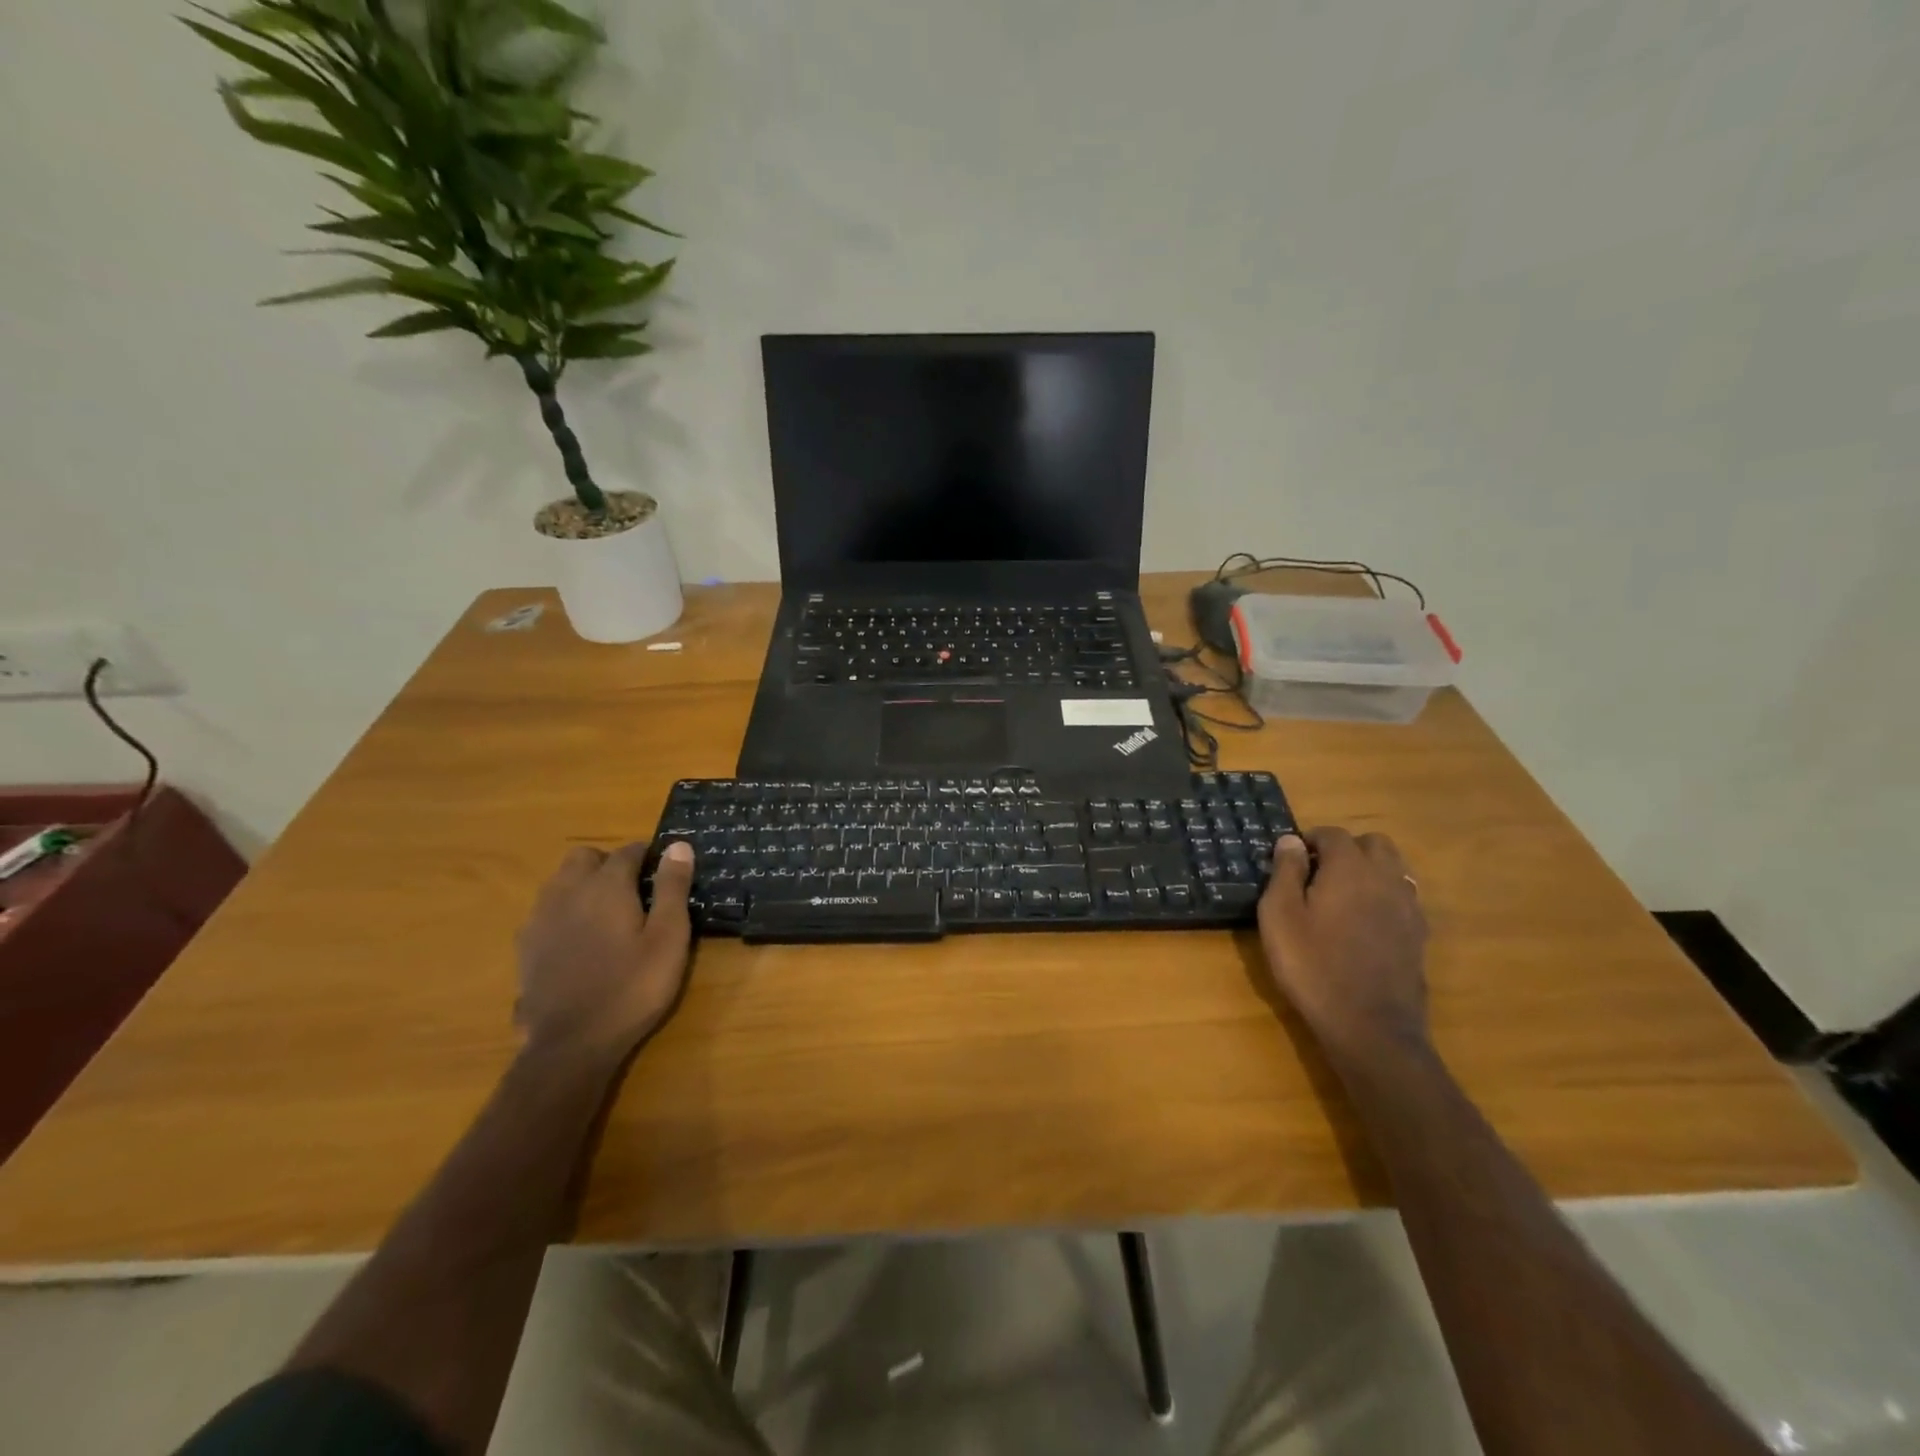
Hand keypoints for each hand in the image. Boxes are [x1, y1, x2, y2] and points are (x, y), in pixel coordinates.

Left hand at [514, 841, 695, 1065]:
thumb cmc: (632, 987)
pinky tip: (579, 939)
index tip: (664, 871)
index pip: (628, 851)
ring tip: (606, 913)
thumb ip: (672, 888)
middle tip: (633, 891)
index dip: (649, 856)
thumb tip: (678, 845)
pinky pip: (546, 910)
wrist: (572, 1043)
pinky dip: (564, 911)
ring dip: (583, 884)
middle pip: (585, 857)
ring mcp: (541, 918)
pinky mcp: (526, 945)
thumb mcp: (668, 938)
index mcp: (606, 886)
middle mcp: (568, 891)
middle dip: (608, 863)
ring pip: (560, 881)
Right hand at [1256, 828, 1428, 1058]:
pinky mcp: (1419, 936)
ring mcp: (1408, 908)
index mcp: (1350, 869)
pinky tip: (1362, 923)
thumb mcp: (1280, 916)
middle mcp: (1386, 879)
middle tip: (1317, 873)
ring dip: (1368, 871)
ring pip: (1393, 869)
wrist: (1369, 1026)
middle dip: (1346, 849)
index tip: (1289, 859)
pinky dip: (1383, 897)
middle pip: (1373, 844)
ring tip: (1340, 896)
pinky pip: (1402, 898)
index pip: (1333, 834)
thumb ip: (1286, 872)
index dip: (1309, 840)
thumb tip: (1291, 841)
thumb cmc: (1312, 965)